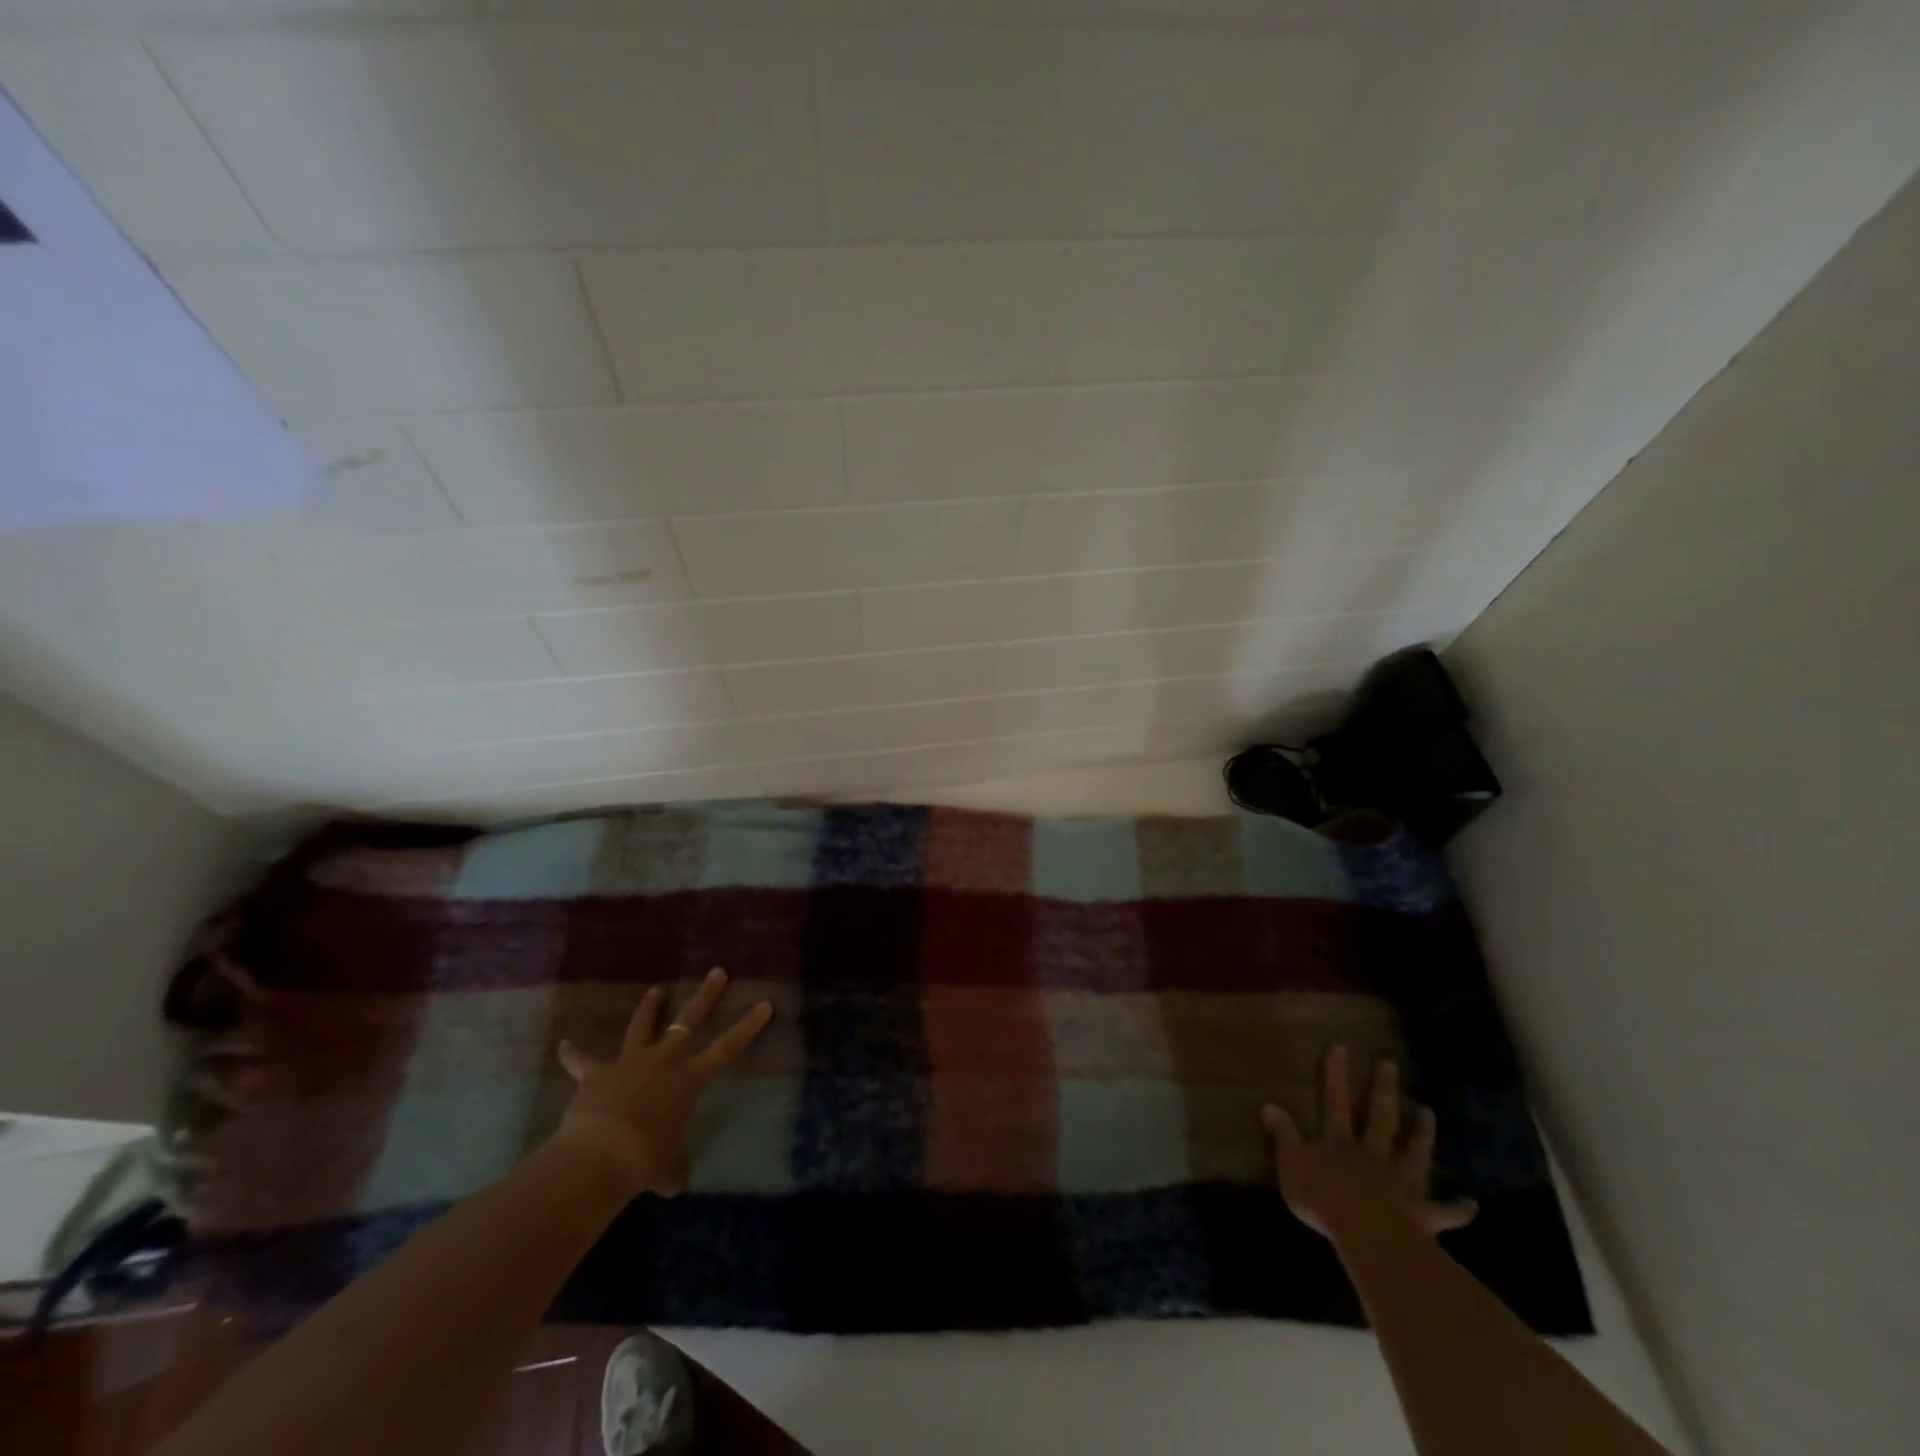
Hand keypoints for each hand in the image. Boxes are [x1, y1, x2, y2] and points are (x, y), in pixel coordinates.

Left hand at [552, 967, 772, 1195]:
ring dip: (649, 1008)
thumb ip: (671, 1170)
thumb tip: (675, 1184)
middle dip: (706, 996)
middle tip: (717, 972)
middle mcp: (664, 1060)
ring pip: (642, 1025)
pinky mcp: (597, 1072)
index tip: (765, 1004)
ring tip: (655, 991)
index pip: (728, 1047)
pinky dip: (574, 1054)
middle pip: (688, 1019)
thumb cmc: (644, 1161)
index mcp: (689, 1079)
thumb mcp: (664, 1168)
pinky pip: (583, 1060)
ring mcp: (630, 1061)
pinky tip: (564, 1045)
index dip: (748, 1026)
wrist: (600, 1155)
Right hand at [1262, 1045, 1476, 1239]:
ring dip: (1422, 1133)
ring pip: (1414, 1153)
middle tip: (1390, 1064)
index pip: (1335, 1101)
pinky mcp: (1422, 1215)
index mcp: (1340, 1143)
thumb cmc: (1323, 1197)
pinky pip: (1443, 1212)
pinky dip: (1457, 1209)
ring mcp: (1401, 1182)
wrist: (1367, 1233)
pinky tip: (1471, 1205)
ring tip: (1429, 1113)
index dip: (1336, 1074)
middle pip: (1380, 1117)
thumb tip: (1268, 1104)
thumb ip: (1283, 1136)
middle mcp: (1373, 1155)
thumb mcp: (1291, 1164)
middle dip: (1382, 1089)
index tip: (1341, 1046)